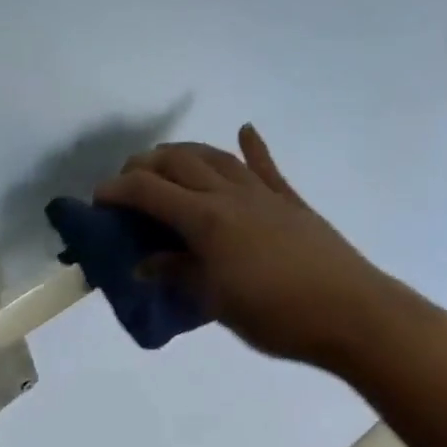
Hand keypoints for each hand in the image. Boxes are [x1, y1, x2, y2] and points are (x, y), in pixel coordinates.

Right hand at [95, 125, 397, 365]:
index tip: (97, 200)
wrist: (350, 313)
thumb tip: (145, 263)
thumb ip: (178, 274)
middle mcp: (230, 195)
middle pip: (179, 162)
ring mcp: (263, 194)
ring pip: (215, 156)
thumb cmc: (276, 315)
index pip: (149, 191)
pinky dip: (251, 147)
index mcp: (206, 220)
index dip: (118, 190)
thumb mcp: (216, 301)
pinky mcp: (290, 201)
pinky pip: (266, 167)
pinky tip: (245, 131)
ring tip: (166, 162)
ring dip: (185, 153)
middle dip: (145, 165)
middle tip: (127, 183)